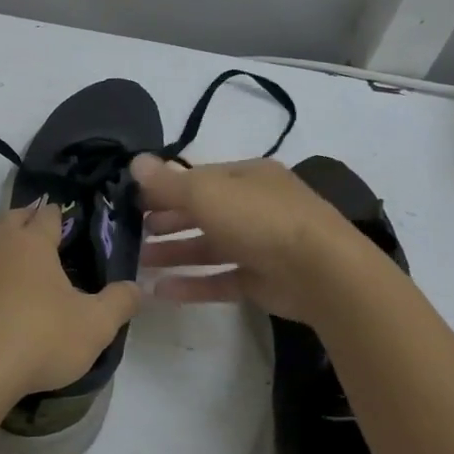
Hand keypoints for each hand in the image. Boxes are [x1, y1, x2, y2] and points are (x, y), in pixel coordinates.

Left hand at [0, 200, 140, 409]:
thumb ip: (120, 302)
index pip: (47, 214)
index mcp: (31, 243)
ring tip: (25, 274)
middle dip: (29, 221)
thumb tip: (136, 287)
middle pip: (12, 219)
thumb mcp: (95, 325)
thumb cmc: (40, 339)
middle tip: (48, 239)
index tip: (72, 226)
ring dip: (5, 252)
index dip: (61, 215)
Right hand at [132, 154, 378, 324]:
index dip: (164, 188)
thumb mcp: (207, 193)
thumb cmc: (260, 219)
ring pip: (209, 247)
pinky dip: (192, 285)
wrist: (321, 272)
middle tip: (132, 233)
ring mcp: (261, 246)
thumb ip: (168, 182)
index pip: (198, 178)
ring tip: (138, 263)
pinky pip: (221, 280)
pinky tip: (160, 292)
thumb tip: (135, 161)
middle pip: (203, 212)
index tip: (132, 202)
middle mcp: (255, 207)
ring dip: (174, 253)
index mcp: (247, 177)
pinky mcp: (263, 282)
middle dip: (167, 221)